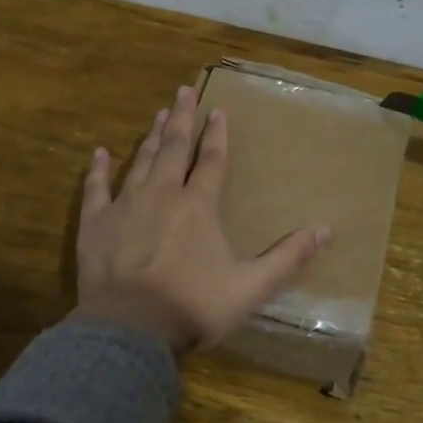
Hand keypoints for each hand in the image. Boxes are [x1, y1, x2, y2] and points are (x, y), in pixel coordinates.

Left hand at [74, 85, 331, 353]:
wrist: (131, 330)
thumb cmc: (193, 305)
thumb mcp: (251, 287)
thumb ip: (288, 257)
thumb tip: (326, 230)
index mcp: (198, 206)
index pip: (212, 160)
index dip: (217, 135)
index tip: (218, 110)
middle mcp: (162, 195)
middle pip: (173, 148)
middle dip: (180, 118)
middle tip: (183, 91)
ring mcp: (124, 206)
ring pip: (140, 162)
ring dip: (150, 138)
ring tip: (157, 115)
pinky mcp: (95, 224)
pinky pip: (95, 189)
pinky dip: (98, 169)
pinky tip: (99, 153)